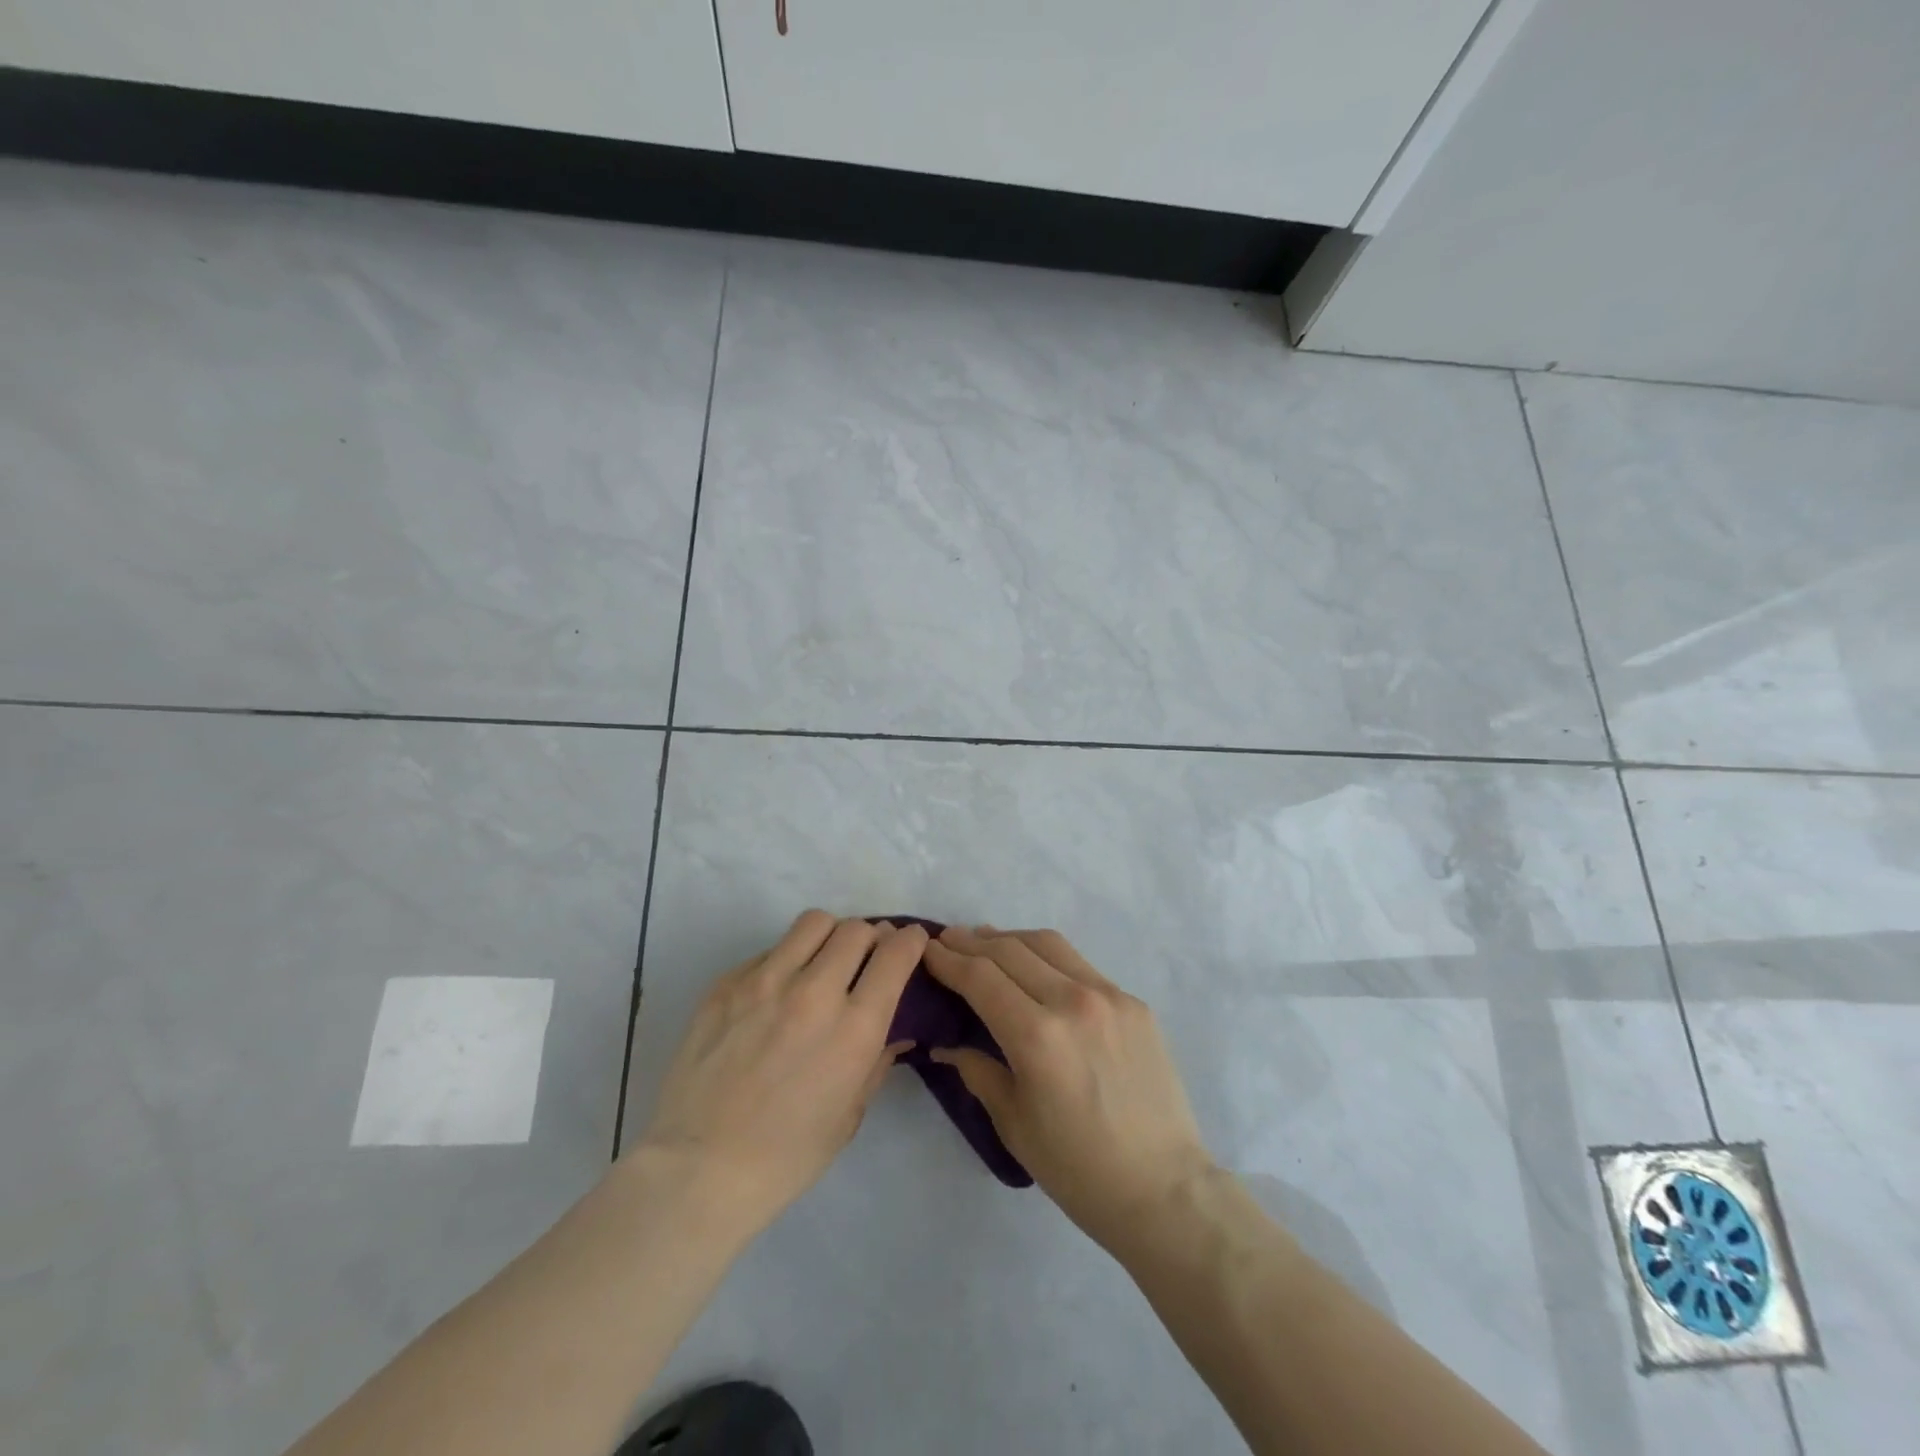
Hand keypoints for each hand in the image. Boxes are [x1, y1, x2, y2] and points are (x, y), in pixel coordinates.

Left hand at [630, 911, 924, 1237]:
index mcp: (854, 1028)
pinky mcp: (727, 982)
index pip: (895, 954)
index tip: (912, 940)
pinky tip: (776, 993)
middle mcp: (814, 992)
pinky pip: (770, 950)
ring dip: (830, 936)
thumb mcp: (850, 1114)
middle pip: (856, 929)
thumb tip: (896, 1029)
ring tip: (823, 960)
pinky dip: (786, 960)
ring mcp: (766, 981)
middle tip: (866, 957)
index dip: (911, 940)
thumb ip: (877, 1060)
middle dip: (871, 937)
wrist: (698, 1168)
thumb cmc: (786, 1156)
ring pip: (813, 923)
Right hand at [923, 927, 1215, 1253]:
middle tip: (948, 941)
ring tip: (987, 942)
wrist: (1164, 1189)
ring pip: (1048, 944)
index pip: (981, 977)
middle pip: (1010, 950)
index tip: (928, 950)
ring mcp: (1109, 996)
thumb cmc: (1078, 1170)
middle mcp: (1072, 1001)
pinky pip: (1080, 965)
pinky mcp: (1133, 1002)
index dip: (949, 960)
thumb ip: (977, 1071)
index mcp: (1037, 1036)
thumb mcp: (1014, 1125)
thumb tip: (945, 1044)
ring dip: (1010, 938)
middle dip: (972, 942)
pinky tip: (1037, 969)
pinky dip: (1048, 957)